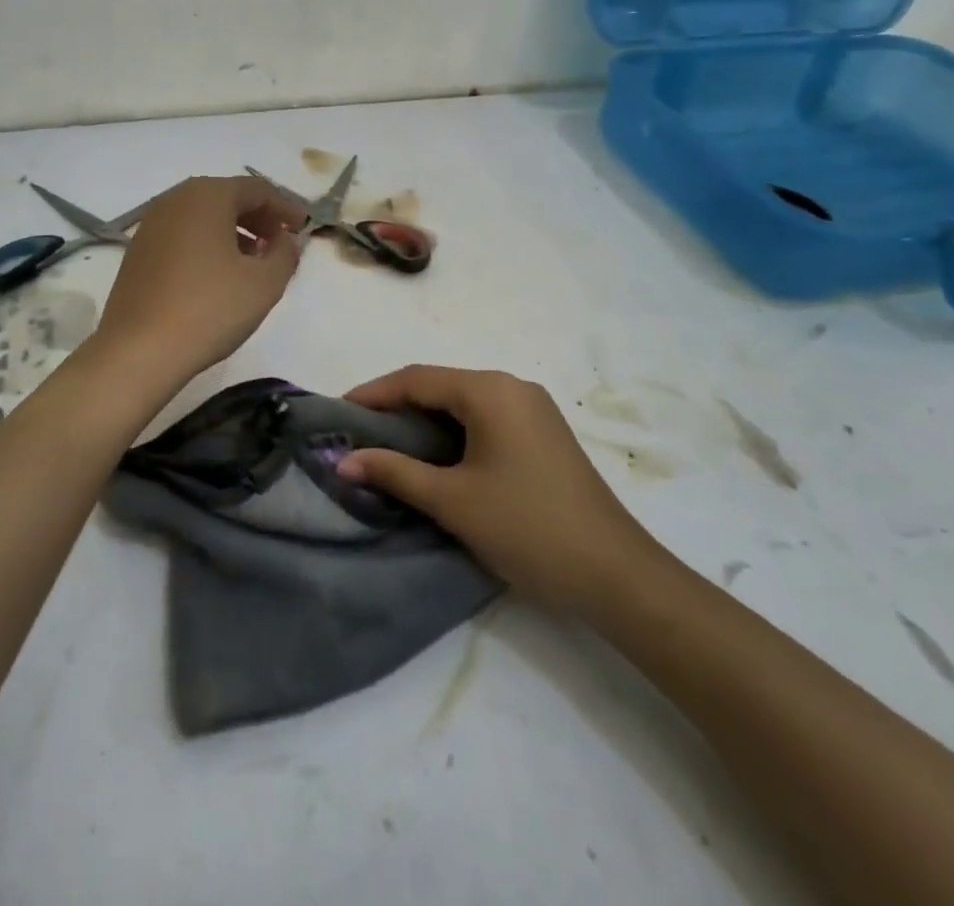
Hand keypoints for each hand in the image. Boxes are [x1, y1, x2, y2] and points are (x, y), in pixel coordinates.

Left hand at [94, 176, 304, 384]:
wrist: (139, 350)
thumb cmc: (209, 309)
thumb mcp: (265, 283)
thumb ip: (285, 253)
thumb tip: (284, 240)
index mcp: (207, 196)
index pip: (256, 189)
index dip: (284, 207)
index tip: (302, 228)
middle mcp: (175, 200)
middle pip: (227, 197)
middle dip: (258, 217)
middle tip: (279, 243)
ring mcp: (151, 225)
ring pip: (202, 216)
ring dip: (233, 231)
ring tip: (252, 261)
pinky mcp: (138, 250)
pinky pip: (182, 234)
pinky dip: (206, 243)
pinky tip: (217, 274)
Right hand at [337, 366, 669, 616]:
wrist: (615, 574)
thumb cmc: (526, 527)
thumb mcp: (452, 500)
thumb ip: (395, 472)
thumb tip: (343, 460)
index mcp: (491, 391)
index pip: (418, 379)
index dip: (374, 393)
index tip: (338, 412)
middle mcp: (513, 387)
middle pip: (442, 385)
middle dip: (397, 405)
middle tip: (359, 431)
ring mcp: (533, 410)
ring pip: (464, 403)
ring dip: (425, 420)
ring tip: (388, 444)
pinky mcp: (544, 435)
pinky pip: (486, 419)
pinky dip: (453, 431)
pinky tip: (435, 455)